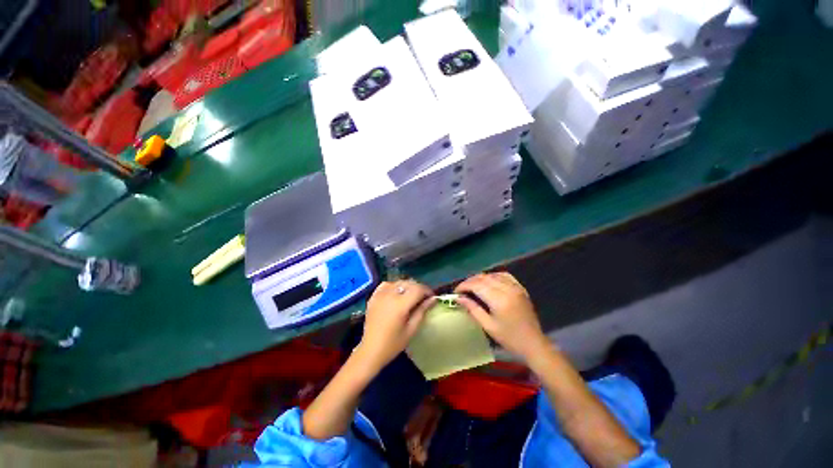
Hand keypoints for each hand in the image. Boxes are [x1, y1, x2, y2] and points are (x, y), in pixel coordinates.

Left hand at [355, 280, 435, 371]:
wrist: (371, 350)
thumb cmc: (393, 343)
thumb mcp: (411, 329)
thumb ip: (422, 311)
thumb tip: (433, 299)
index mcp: (400, 304)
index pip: (418, 289)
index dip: (427, 291)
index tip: (432, 297)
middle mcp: (390, 295)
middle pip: (409, 283)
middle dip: (419, 288)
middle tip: (423, 298)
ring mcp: (380, 294)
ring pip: (398, 282)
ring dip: (407, 286)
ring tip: (411, 296)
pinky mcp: (373, 297)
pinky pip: (386, 284)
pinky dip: (394, 286)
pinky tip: (396, 294)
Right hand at [454, 272, 547, 361]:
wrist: (534, 343)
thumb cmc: (509, 338)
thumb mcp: (488, 326)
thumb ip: (473, 309)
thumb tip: (458, 298)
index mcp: (499, 300)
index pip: (477, 285)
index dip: (464, 286)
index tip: (456, 292)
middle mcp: (507, 289)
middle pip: (483, 278)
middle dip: (470, 281)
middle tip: (462, 290)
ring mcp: (515, 287)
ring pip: (493, 275)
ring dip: (480, 278)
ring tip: (473, 286)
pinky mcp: (520, 288)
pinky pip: (504, 275)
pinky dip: (493, 276)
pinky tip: (488, 282)